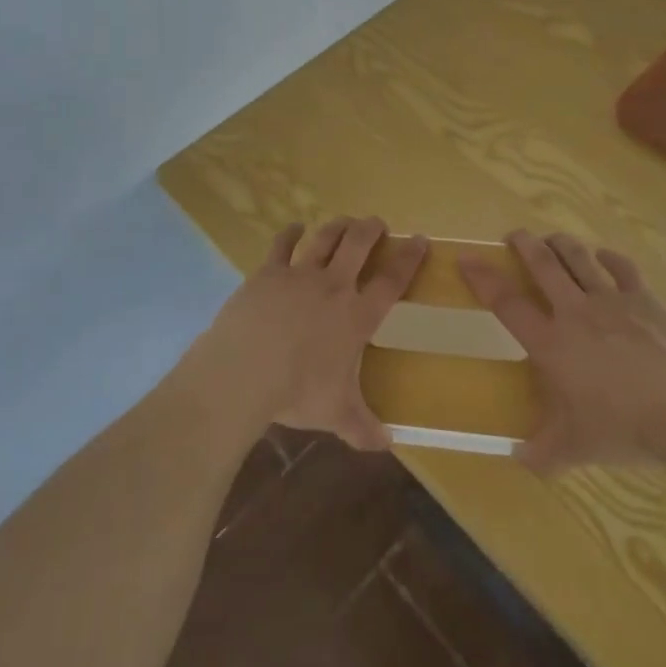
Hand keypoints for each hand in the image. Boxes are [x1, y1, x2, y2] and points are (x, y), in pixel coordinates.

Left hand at [193, 216, 426, 450]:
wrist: (245, 370)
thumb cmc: (297, 391)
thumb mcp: (336, 414)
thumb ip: (363, 428)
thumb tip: (388, 445)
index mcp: (356, 316)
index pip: (391, 281)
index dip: (409, 258)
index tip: (419, 239)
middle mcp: (332, 286)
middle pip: (358, 244)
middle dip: (371, 229)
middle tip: (377, 223)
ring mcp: (299, 274)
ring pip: (324, 238)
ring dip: (338, 226)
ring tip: (346, 221)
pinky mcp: (268, 272)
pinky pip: (282, 244)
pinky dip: (290, 232)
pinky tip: (294, 227)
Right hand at [461, 230, 665, 473]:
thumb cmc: (623, 428)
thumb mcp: (575, 448)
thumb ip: (542, 452)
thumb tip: (516, 459)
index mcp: (551, 343)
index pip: (506, 303)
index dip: (482, 278)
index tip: (466, 258)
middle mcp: (575, 312)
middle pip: (543, 265)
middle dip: (524, 244)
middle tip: (514, 235)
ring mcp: (612, 300)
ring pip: (579, 258)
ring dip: (562, 244)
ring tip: (553, 239)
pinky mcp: (645, 299)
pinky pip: (623, 268)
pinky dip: (610, 258)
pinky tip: (605, 257)